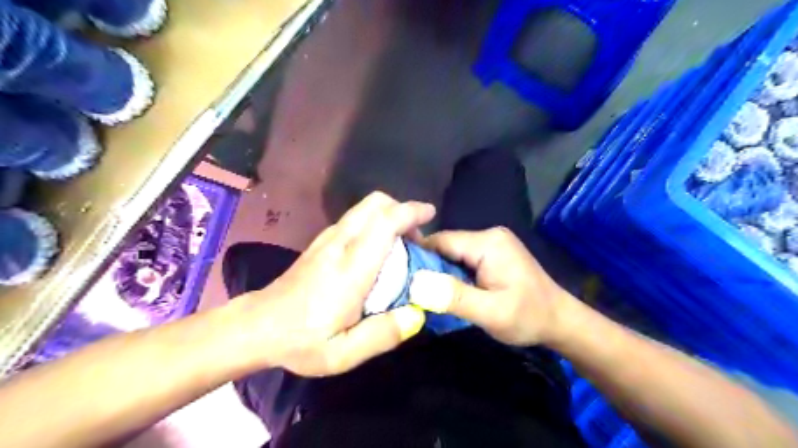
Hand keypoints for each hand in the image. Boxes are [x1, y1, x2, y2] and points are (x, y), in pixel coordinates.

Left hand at [239, 191, 434, 375]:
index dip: (410, 212)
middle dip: (401, 209)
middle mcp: (340, 243)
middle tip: (415, 239)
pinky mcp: (321, 242)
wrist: (258, 326)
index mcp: (350, 268)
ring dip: (389, 216)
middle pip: (375, 204)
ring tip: (401, 245)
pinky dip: (375, 223)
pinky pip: (355, 219)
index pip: (384, 223)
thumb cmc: (301, 340)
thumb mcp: (343, 353)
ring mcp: (327, 239)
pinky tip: (377, 251)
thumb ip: (383, 335)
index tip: (430, 213)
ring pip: (364, 208)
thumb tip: (417, 314)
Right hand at [408, 227, 570, 345]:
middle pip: (446, 246)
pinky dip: (452, 273)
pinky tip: (447, 289)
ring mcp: (493, 244)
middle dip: (429, 267)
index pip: (441, 241)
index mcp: (488, 243)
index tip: (399, 277)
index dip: (418, 258)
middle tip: (411, 290)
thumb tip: (415, 283)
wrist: (560, 321)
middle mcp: (489, 236)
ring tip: (426, 292)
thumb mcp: (490, 312)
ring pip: (453, 253)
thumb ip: (454, 296)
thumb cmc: (527, 317)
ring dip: (440, 272)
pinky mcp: (494, 254)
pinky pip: (463, 259)